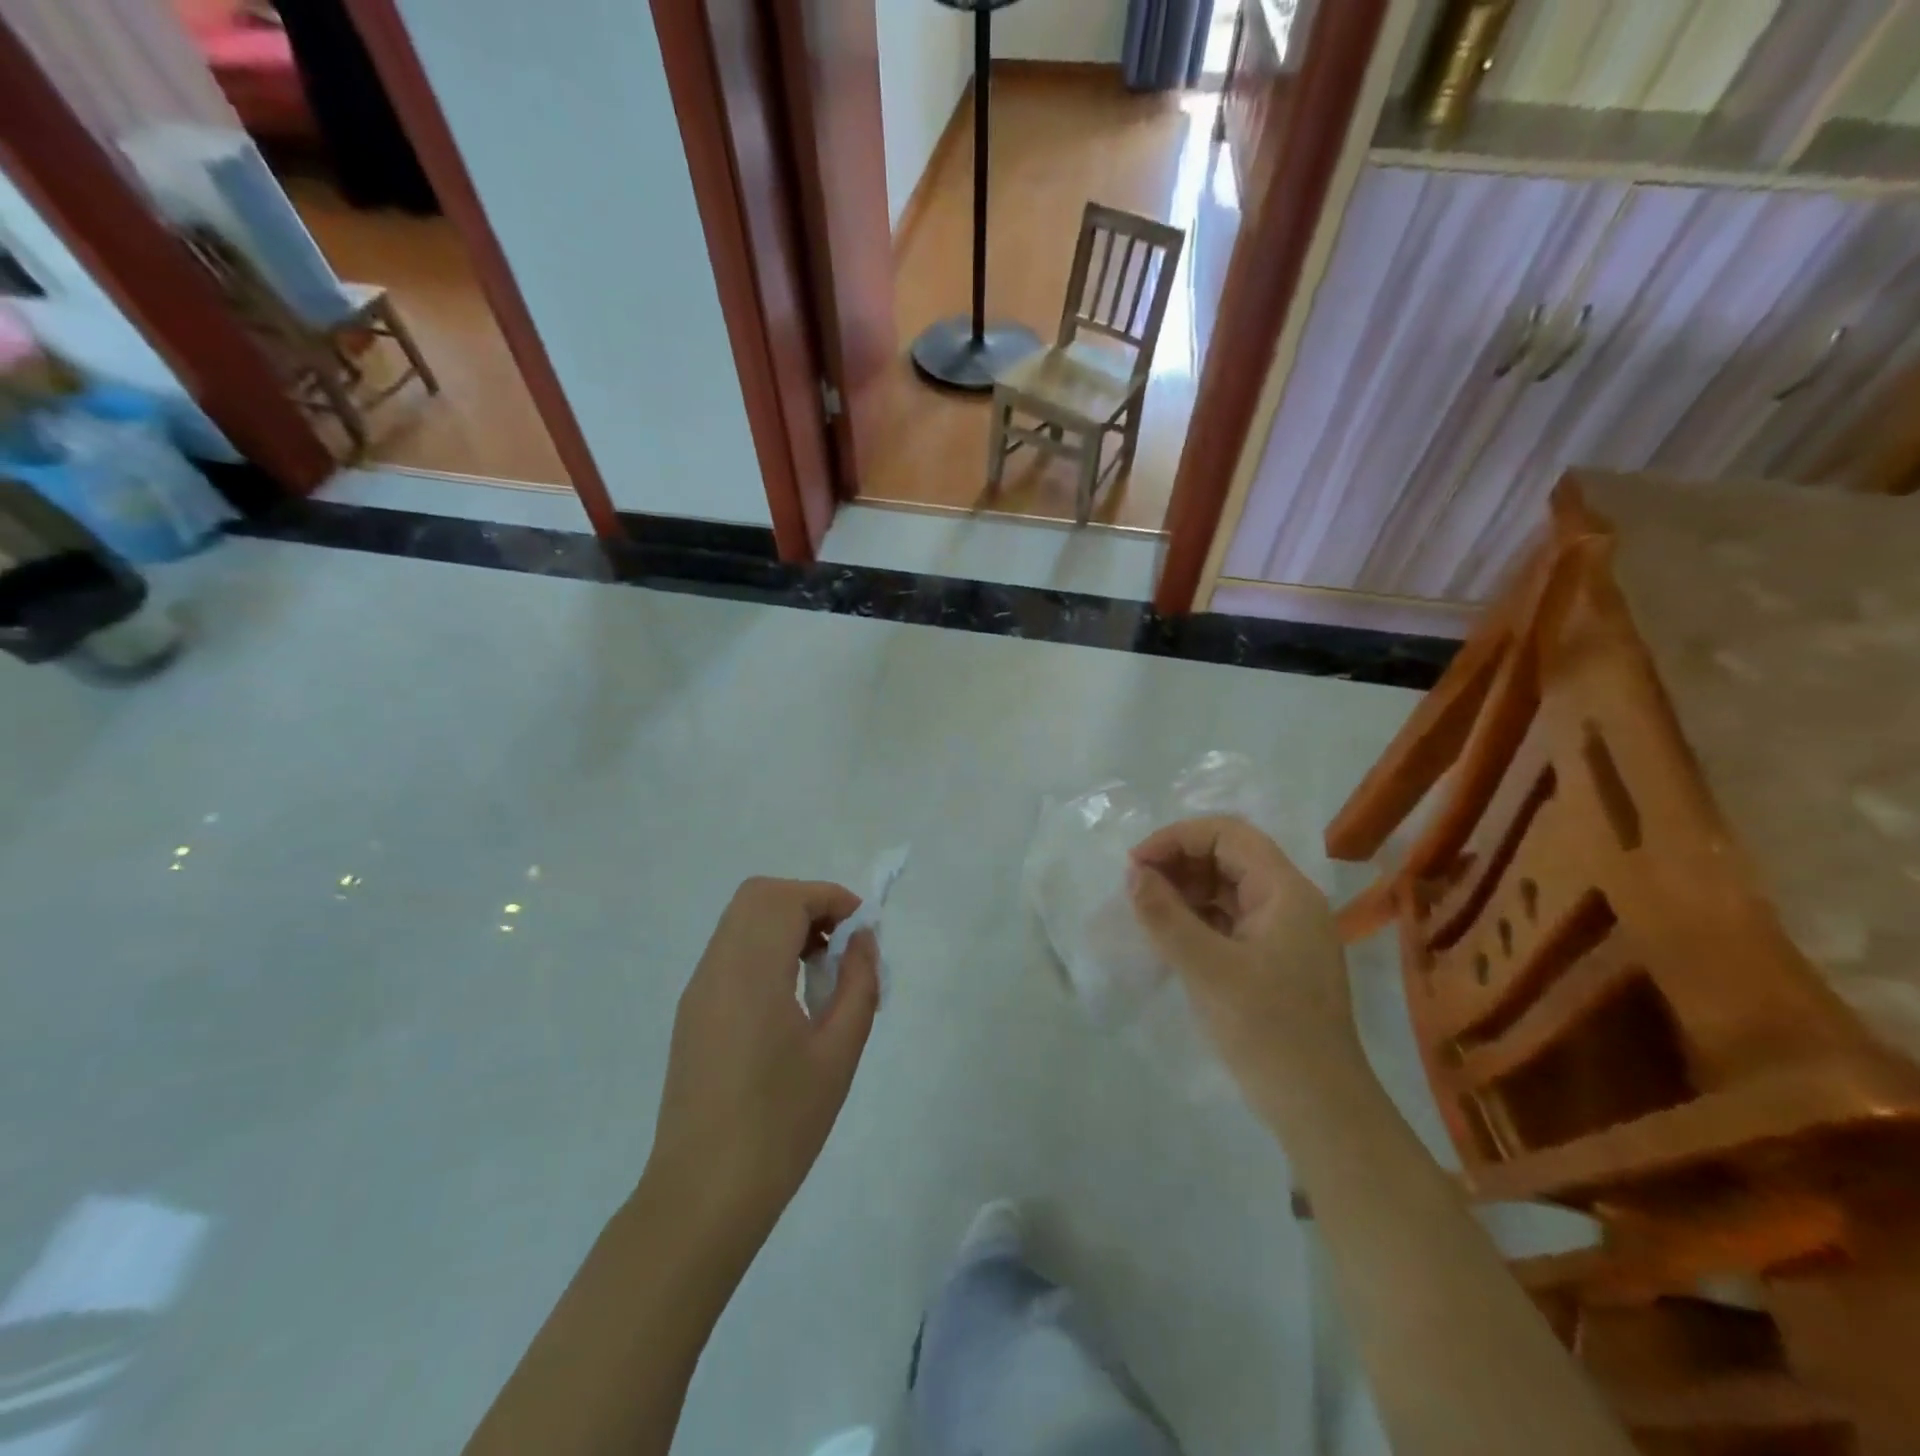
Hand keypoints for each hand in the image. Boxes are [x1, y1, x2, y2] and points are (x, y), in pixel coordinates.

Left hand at [644, 877, 879, 1254]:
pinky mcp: (693, 1013)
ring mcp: (698, 991)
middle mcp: (716, 969)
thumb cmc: (780, 1125)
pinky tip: (791, 996)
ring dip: (785, 925)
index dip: (829, 898)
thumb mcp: (838, 1053)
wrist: (703, 1196)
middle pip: (758, 898)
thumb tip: (862, 940)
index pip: (785, 900)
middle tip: (841, 943)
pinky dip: (765, 948)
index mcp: (749, 974)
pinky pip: (730, 953)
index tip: (862, 928)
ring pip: (741, 922)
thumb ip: (858, 984)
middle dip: (806, 904)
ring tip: (821, 970)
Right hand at [1128, 816, 1357, 1100]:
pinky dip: (1196, 917)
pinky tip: (1168, 934)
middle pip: (1228, 856)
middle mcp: (1289, 901)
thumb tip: (1133, 874)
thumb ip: (1166, 916)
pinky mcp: (1272, 958)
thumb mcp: (1208, 970)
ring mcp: (1283, 931)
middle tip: (1136, 886)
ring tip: (1147, 909)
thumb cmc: (1267, 1030)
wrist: (1319, 1108)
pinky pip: (1229, 918)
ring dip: (1184, 889)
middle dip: (1178, 862)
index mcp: (1285, 891)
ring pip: (1227, 887)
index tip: (1136, 863)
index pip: (1228, 834)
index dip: (1177, 838)